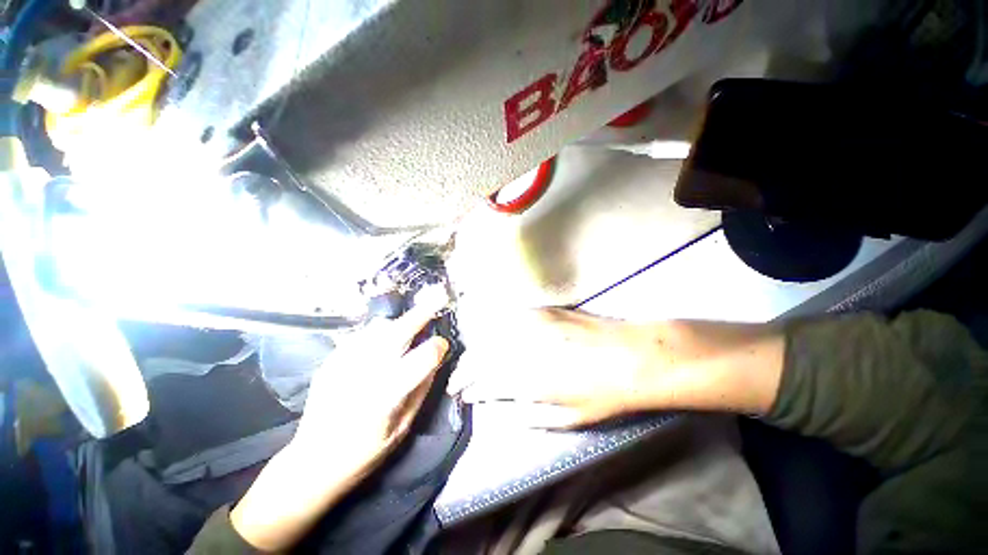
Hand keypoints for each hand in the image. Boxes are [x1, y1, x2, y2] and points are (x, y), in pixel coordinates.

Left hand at [291, 285, 451, 467]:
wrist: (312, 462)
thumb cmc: (364, 453)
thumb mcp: (403, 428)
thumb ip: (421, 389)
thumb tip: (435, 359)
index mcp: (385, 397)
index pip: (421, 360)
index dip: (437, 347)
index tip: (443, 345)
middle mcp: (364, 374)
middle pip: (397, 333)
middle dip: (421, 314)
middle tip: (437, 297)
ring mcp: (343, 364)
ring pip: (378, 328)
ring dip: (400, 323)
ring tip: (410, 326)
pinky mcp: (330, 361)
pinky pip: (362, 335)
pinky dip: (380, 332)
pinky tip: (384, 342)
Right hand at [449, 308, 784, 427]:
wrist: (632, 355)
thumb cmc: (605, 393)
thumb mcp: (570, 418)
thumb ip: (532, 414)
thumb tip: (507, 407)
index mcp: (530, 379)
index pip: (488, 383)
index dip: (471, 389)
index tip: (462, 394)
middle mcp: (526, 349)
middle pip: (483, 356)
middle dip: (465, 369)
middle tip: (458, 379)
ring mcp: (533, 326)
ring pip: (492, 335)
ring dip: (476, 349)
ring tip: (469, 361)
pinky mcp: (542, 311)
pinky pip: (510, 318)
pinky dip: (494, 329)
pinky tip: (491, 336)